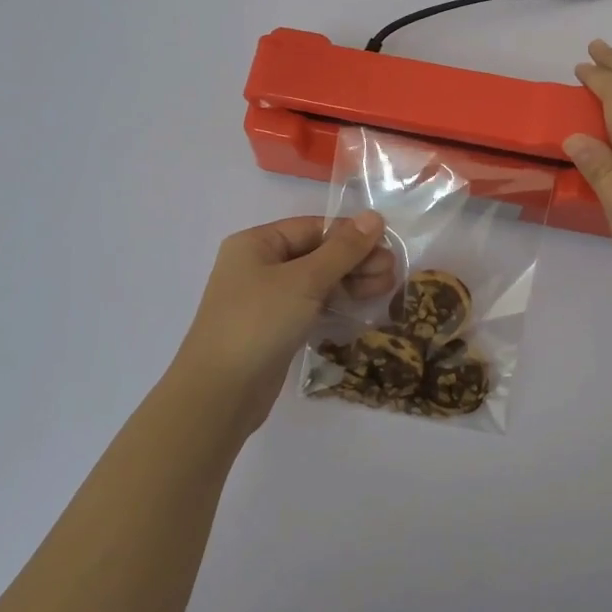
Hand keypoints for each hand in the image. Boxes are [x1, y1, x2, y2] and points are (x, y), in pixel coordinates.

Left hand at [169, 213, 396, 437]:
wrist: (219, 394)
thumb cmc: (259, 323)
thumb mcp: (305, 280)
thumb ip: (343, 249)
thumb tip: (374, 217)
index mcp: (256, 244)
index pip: (313, 228)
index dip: (351, 234)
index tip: (387, 245)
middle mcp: (259, 266)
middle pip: (317, 253)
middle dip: (356, 260)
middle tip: (393, 271)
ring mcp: (266, 299)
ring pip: (317, 281)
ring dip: (352, 281)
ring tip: (387, 287)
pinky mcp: (275, 328)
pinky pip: (312, 305)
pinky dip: (337, 303)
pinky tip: (364, 305)